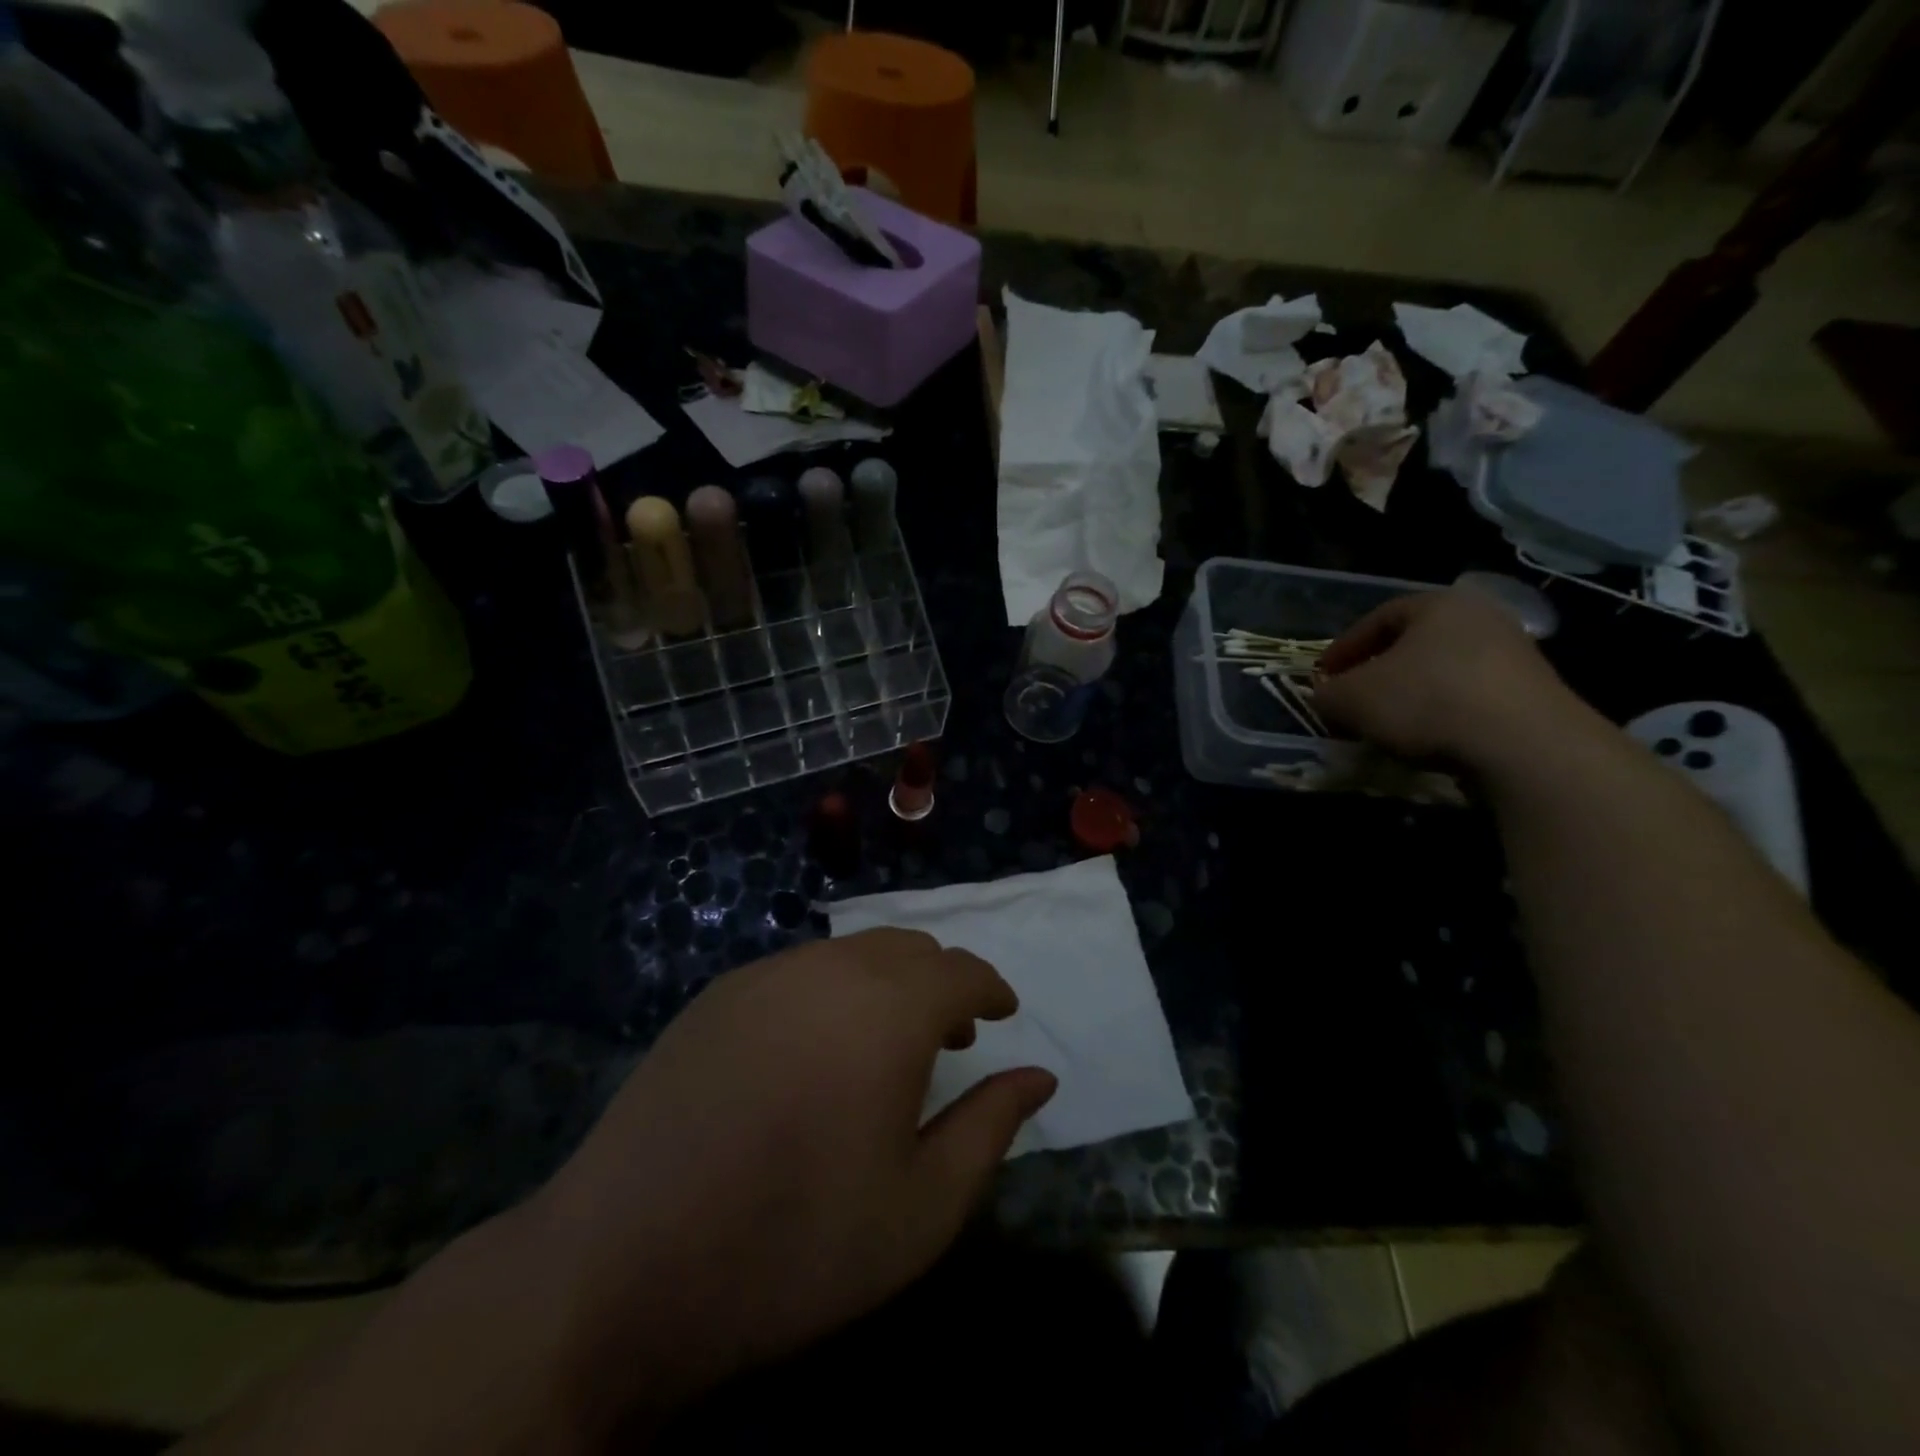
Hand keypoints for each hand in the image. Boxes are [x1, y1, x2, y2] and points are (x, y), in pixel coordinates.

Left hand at [528, 929, 1055, 1424]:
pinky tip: (814, 1052)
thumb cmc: (795, 1243)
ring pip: (850, 953)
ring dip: (886, 982)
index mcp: (887, 1009)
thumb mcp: (921, 1207)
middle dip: (941, 981)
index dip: (990, 987)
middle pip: (906, 948)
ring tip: (886, 1044)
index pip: (960, 969)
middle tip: (952, 1034)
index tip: (1002, 1014)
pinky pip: (798, 971)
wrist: (623, 1265)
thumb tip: (1039, 1076)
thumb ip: (990, 1127)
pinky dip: (831, 991)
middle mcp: (828, 969)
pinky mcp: (716, 995)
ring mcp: (764, 975)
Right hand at [1313, 587, 1587, 770]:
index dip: (1343, 649)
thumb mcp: (1352, 699)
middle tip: (1353, 699)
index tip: (1323, 677)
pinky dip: (1442, 714)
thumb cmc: (1426, 702)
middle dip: (1378, 672)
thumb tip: (1325, 696)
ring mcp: (1515, 655)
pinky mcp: (1533, 695)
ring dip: (1410, 695)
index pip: (1377, 618)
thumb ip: (1328, 694)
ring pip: (1443, 671)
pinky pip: (1470, 698)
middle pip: (1413, 644)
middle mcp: (1482, 617)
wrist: (1524, 745)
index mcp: (1438, 604)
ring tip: (1387, 726)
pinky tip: (1427, 740)